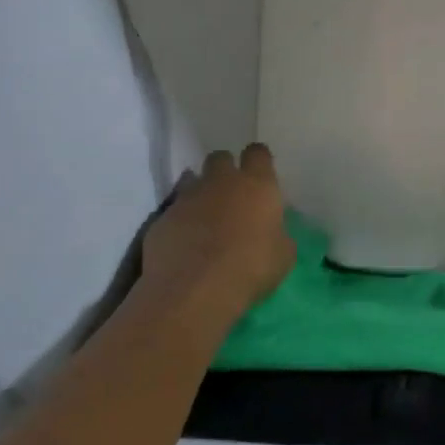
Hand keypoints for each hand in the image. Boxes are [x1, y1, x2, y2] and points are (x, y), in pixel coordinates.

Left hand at [143, 144, 294, 311]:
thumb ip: (277, 234)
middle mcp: (221, 182)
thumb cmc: (251, 269)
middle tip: (231, 195)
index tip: (260, 174)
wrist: (194, 290)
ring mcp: (187, 198)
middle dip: (225, 170)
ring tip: (205, 219)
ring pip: (192, 180)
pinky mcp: (161, 218)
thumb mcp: (283, 255)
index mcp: (257, 185)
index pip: (258, 153)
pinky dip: (180, 221)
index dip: (258, 161)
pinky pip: (173, 211)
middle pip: (220, 158)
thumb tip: (271, 231)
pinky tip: (184, 243)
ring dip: (200, 193)